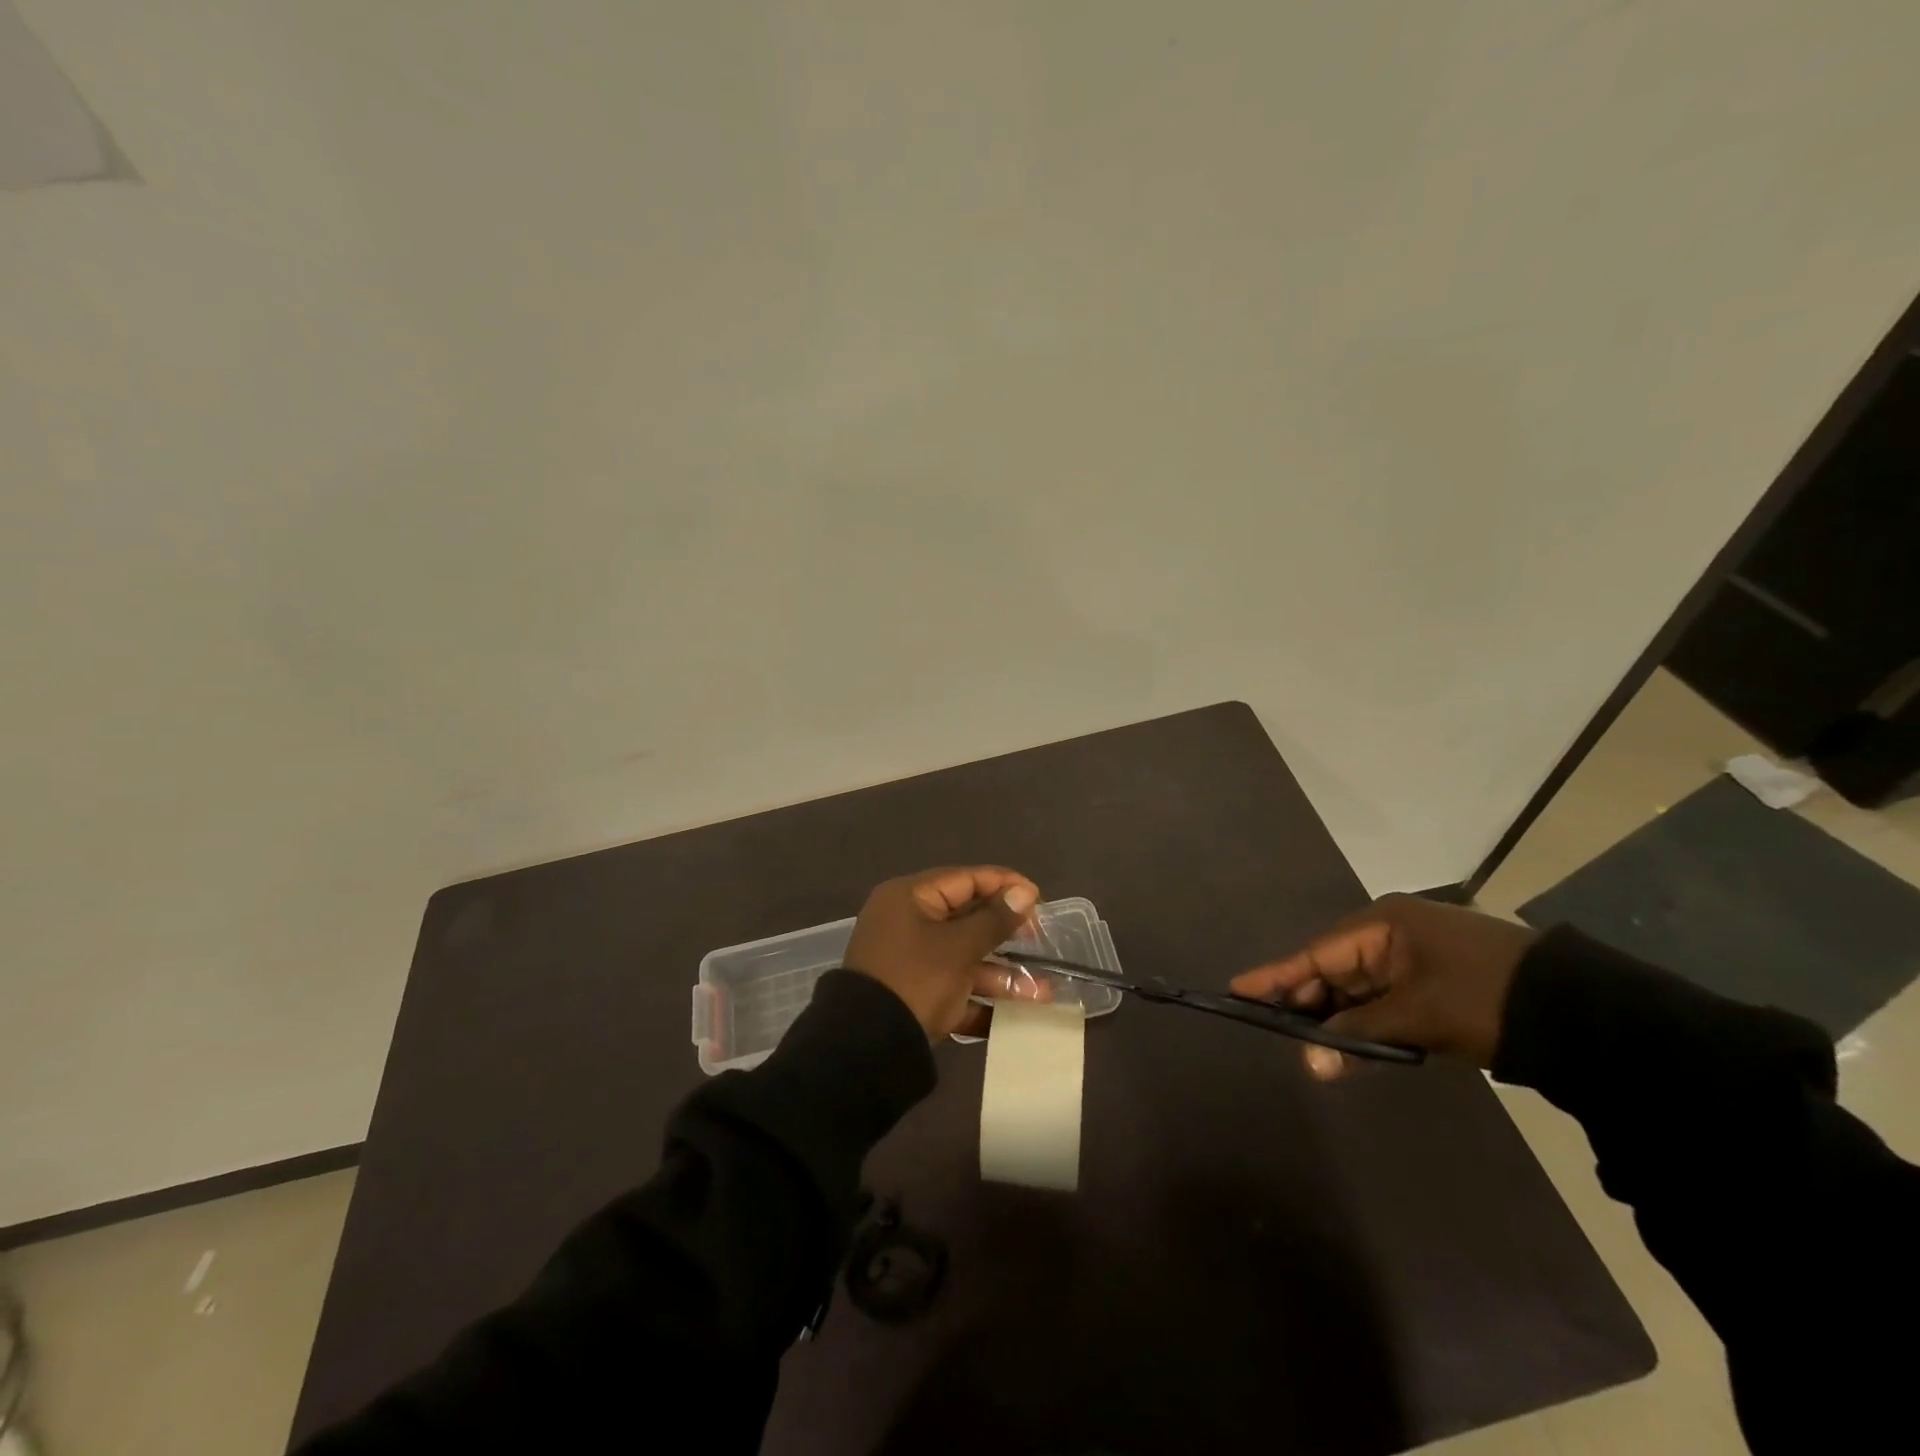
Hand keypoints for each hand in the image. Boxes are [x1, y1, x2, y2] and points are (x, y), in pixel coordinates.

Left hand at [843, 866, 1047, 1040]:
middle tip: (1040, 940)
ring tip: (1043, 992)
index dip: (1004, 885)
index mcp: (910, 898)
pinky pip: (953, 988)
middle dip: (1007, 935)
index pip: (964, 879)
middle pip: (966, 919)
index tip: (1038, 898)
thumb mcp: (958, 948)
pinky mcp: (913, 994)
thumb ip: (994, 919)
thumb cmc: (916, 980)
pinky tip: (1016, 1017)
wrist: (866, 1048)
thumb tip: (1023, 892)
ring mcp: (909, 960)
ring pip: (963, 958)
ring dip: (1001, 975)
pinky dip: (981, 999)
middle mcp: (907, 922)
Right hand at [1229, 894, 1537, 1077]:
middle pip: (1332, 967)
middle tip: (1267, 1024)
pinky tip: (1345, 1042)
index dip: (1276, 975)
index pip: (1315, 953)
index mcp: (1382, 924)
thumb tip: (1308, 1061)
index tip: (1236, 988)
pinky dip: (1364, 1020)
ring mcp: (1414, 955)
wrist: (1578, 1011)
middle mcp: (1391, 932)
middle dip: (1304, 1000)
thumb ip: (1357, 1035)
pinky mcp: (1433, 980)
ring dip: (1335, 1016)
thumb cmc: (1484, 999)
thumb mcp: (1417, 1017)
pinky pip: (1382, 997)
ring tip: (1302, 1041)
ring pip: (1357, 986)